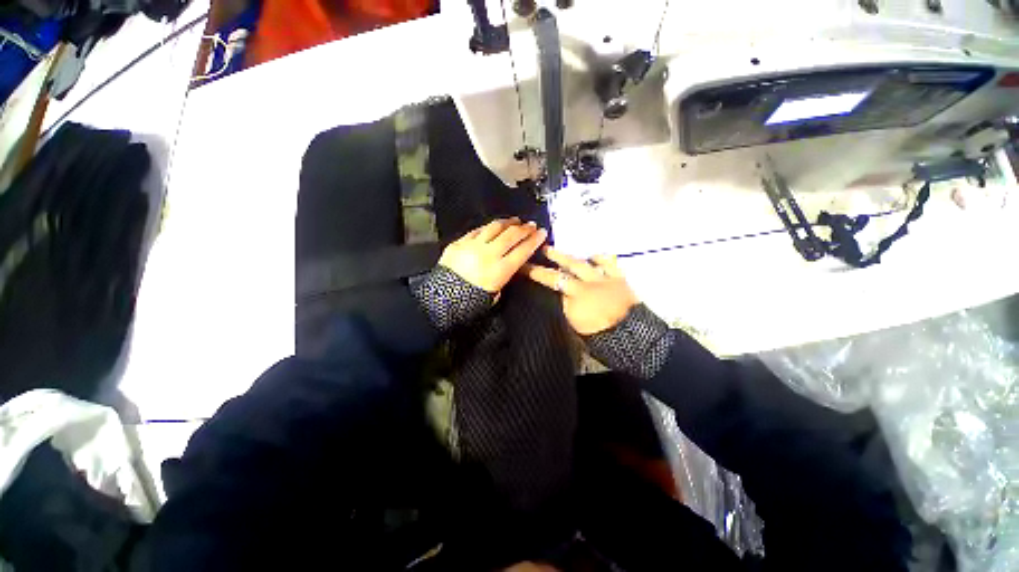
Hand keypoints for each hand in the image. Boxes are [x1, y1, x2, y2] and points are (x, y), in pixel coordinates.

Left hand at [440, 218, 548, 293]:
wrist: (441, 299)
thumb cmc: (470, 302)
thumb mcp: (494, 294)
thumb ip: (504, 277)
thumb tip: (508, 263)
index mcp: (500, 270)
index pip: (522, 251)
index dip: (534, 240)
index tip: (542, 232)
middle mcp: (489, 254)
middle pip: (511, 236)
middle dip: (524, 229)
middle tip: (531, 225)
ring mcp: (473, 246)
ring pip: (494, 228)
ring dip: (508, 223)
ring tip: (515, 220)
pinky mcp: (459, 242)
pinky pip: (477, 230)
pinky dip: (488, 227)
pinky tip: (494, 226)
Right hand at [524, 247, 638, 334]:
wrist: (631, 333)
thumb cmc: (601, 335)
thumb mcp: (575, 327)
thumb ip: (565, 308)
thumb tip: (558, 296)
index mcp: (573, 299)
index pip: (550, 284)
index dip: (535, 274)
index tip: (523, 268)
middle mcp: (585, 285)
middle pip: (561, 271)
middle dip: (547, 262)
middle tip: (536, 253)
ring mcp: (601, 279)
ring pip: (580, 263)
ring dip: (565, 256)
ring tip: (553, 249)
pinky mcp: (618, 277)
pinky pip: (607, 263)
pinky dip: (599, 258)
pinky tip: (592, 256)